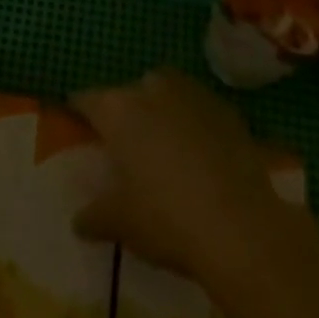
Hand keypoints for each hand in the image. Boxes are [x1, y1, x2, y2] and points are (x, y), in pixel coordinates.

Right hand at [70, 68, 291, 279]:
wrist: (240, 227)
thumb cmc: (167, 219)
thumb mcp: (122, 223)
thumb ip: (96, 216)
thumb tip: (78, 221)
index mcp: (118, 110)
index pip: (86, 99)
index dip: (79, 111)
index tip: (78, 124)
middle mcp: (151, 90)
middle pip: (129, 93)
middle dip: (125, 112)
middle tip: (126, 145)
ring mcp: (191, 94)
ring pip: (166, 90)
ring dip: (161, 108)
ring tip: (165, 143)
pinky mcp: (225, 109)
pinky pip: (199, 108)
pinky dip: (194, 122)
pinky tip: (200, 152)